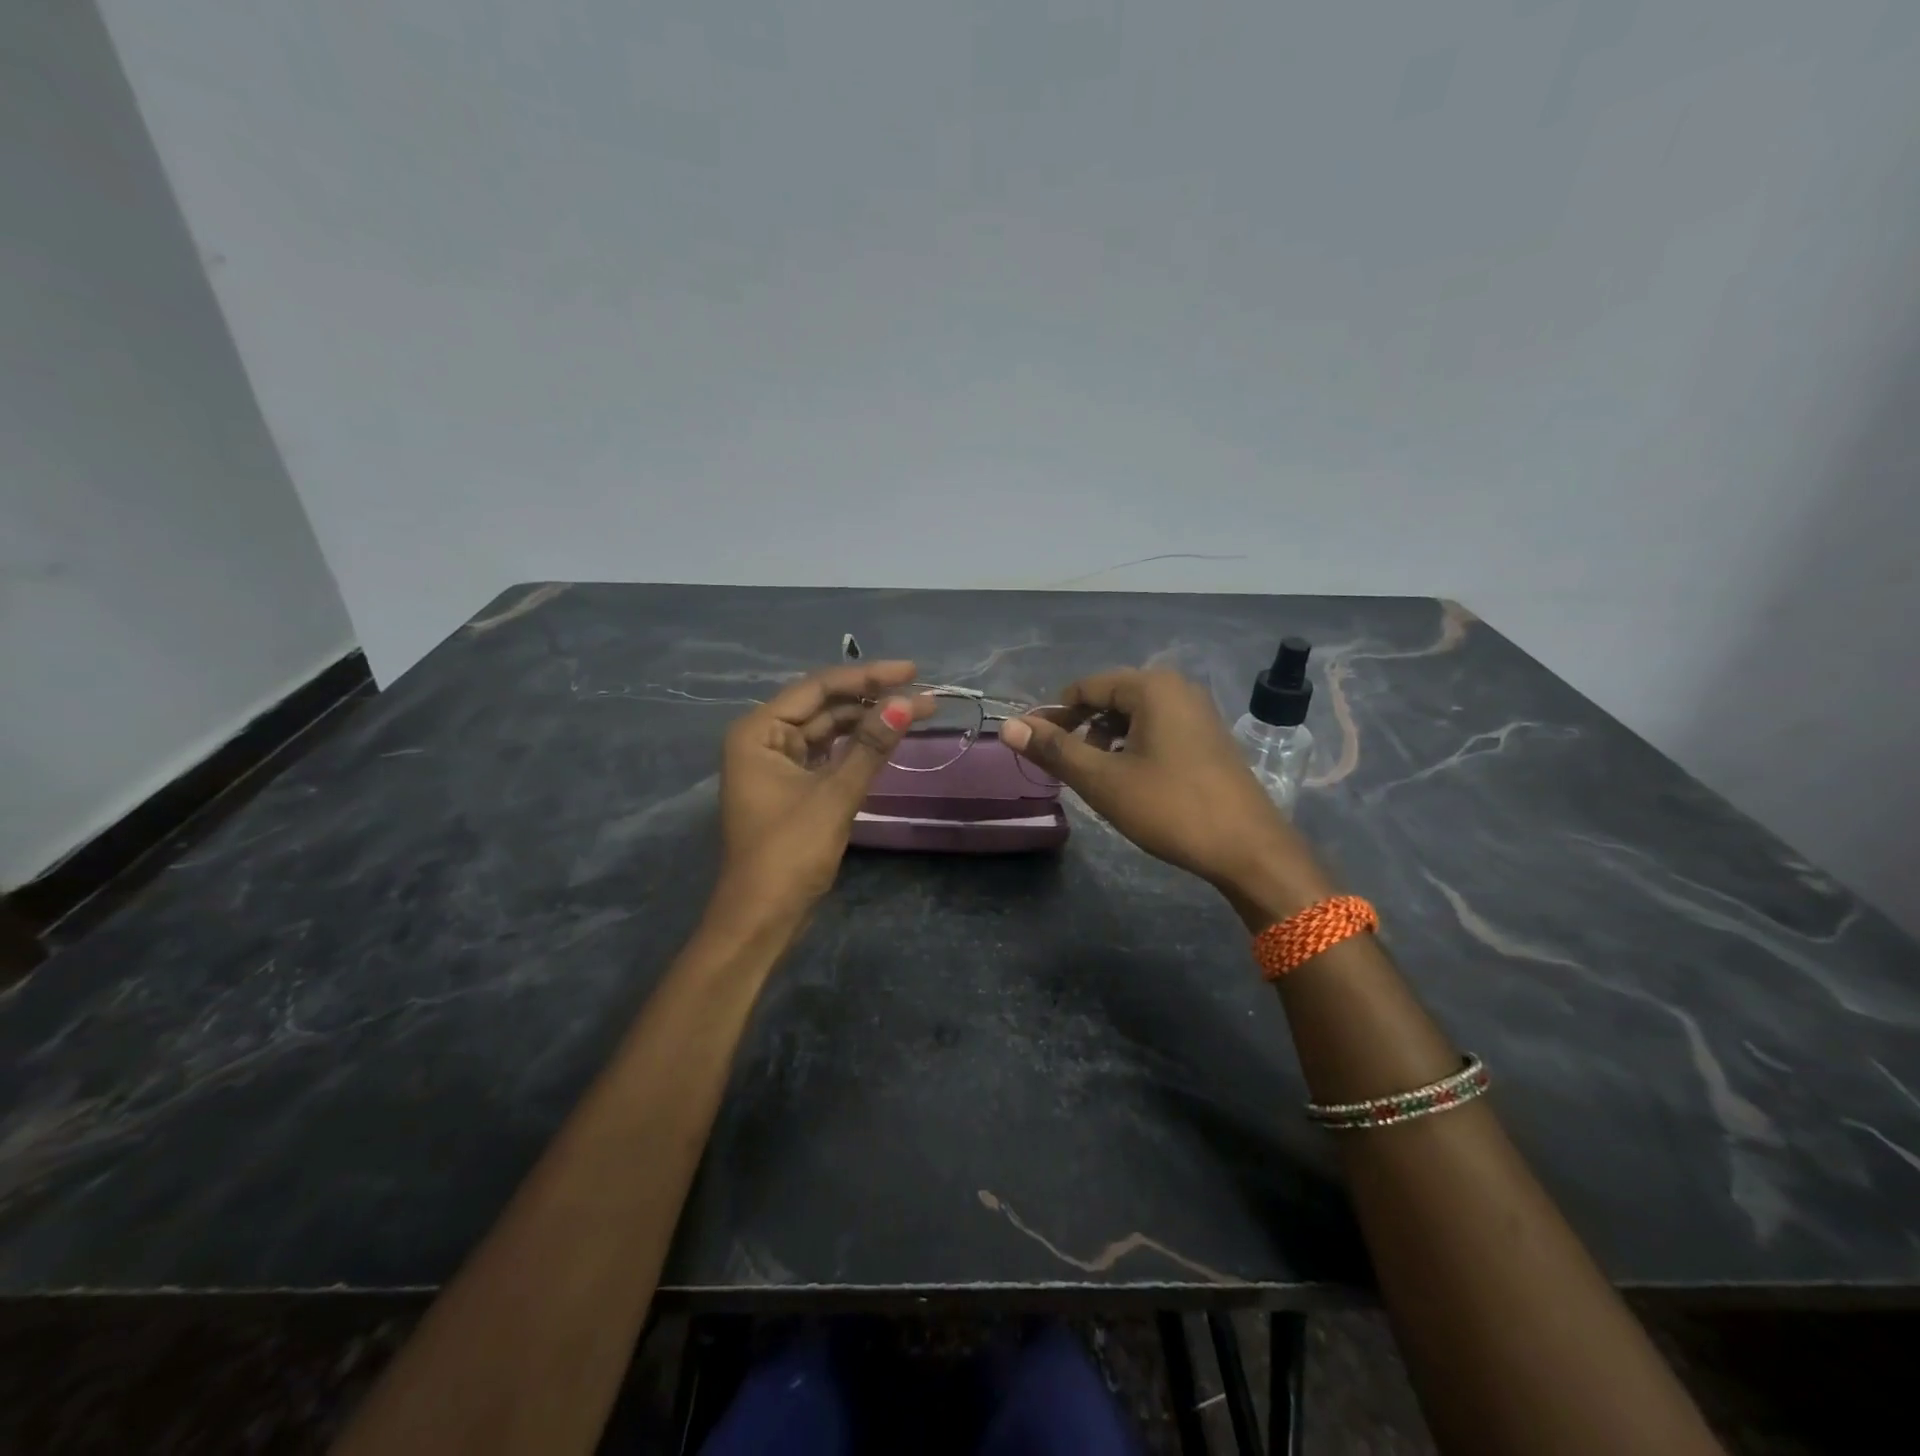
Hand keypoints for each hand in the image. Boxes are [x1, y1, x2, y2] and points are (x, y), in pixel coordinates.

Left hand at [714, 661, 935, 922]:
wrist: (762, 918)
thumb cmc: (789, 853)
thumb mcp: (835, 795)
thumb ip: (871, 746)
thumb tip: (907, 703)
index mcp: (759, 731)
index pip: (819, 688)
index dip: (868, 676)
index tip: (913, 672)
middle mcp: (764, 739)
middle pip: (824, 706)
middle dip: (873, 700)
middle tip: (924, 696)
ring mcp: (777, 764)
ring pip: (828, 730)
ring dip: (868, 722)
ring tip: (914, 713)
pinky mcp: (792, 787)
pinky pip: (828, 754)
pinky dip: (856, 747)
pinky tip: (886, 740)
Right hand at [999, 668, 1309, 893]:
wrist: (1249, 849)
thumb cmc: (1170, 808)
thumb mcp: (1103, 780)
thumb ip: (1054, 750)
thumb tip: (1008, 726)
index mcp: (1152, 687)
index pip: (1086, 687)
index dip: (1054, 715)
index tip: (1035, 747)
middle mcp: (1177, 688)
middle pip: (1110, 698)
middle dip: (1081, 728)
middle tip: (1063, 766)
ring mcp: (1198, 712)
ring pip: (1134, 716)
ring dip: (1106, 740)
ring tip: (1094, 776)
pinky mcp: (1208, 737)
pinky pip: (1157, 729)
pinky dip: (1132, 747)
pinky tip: (1128, 780)